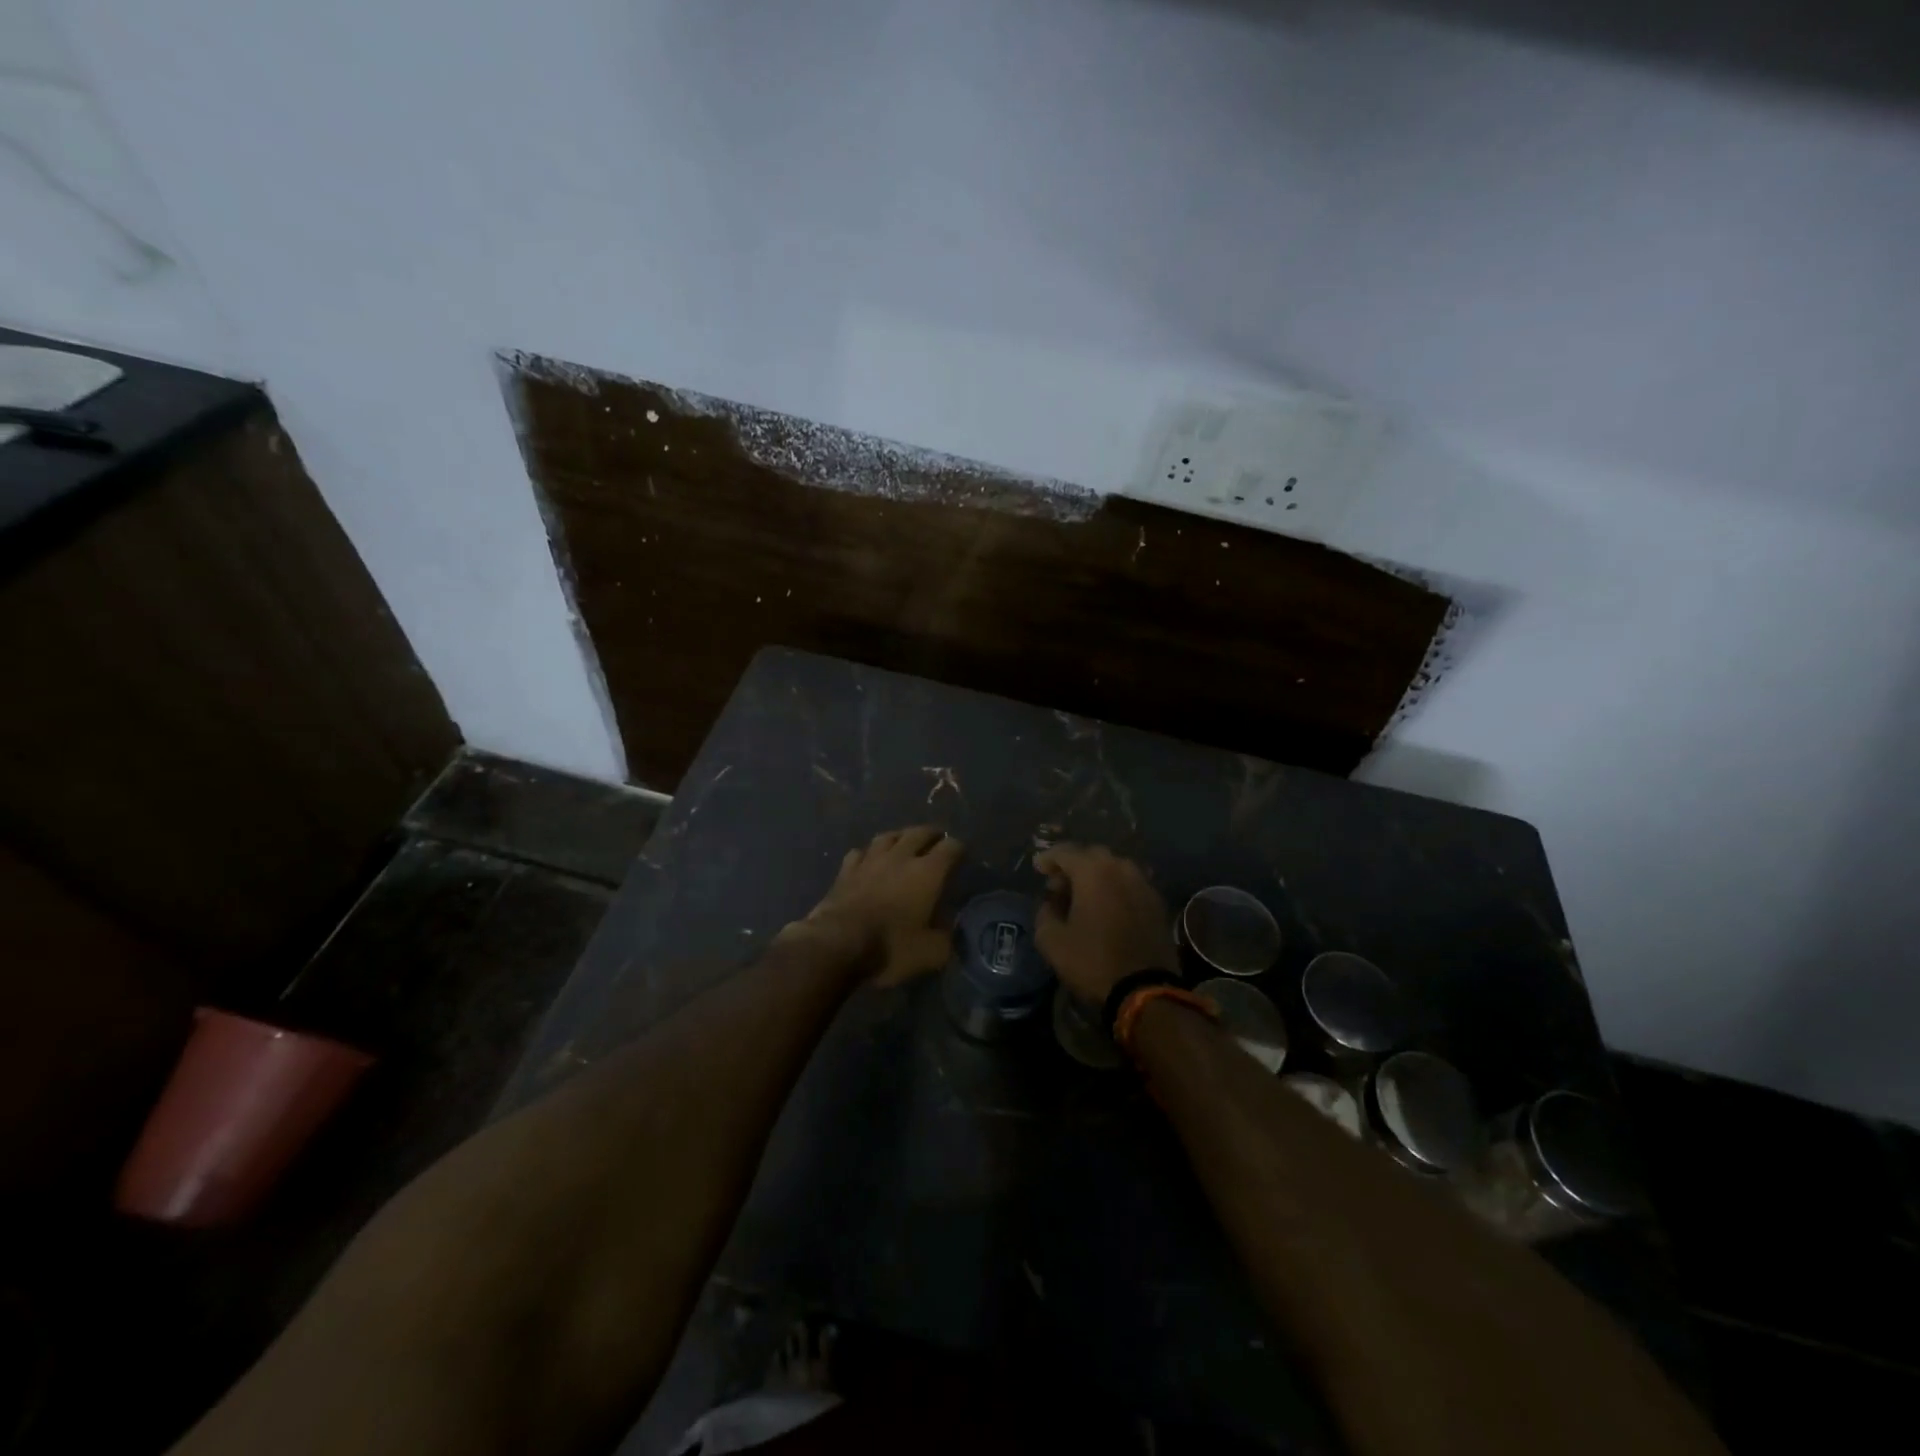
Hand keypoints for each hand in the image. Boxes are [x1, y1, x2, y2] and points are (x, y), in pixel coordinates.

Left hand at [797, 825, 964, 986]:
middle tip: (938, 839)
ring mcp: (870, 860)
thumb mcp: (930, 953)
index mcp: (927, 872)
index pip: (950, 848)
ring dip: (900, 836)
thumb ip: (946, 939)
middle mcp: (901, 857)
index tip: (962, 855)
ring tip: (905, 842)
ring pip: (888, 836)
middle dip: (932, 834)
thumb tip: (950, 932)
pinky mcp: (846, 870)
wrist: (837, 944)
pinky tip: (868, 859)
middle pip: (919, 833)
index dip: (959, 849)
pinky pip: (860, 852)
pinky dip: (868, 853)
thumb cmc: (890, 947)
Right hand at [1034, 843, 1176, 1003]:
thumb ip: (1045, 913)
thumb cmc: (1093, 961)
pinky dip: (1115, 889)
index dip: (1048, 858)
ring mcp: (1143, 884)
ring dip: (1097, 876)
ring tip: (1084, 896)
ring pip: (1115, 868)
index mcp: (1093, 871)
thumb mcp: (1051, 941)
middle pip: (1092, 855)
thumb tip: (1052, 903)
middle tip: (1059, 885)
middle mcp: (1121, 868)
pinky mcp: (1157, 903)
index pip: (1065, 852)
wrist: (1145, 990)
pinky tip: (1107, 908)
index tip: (1038, 868)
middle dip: (1073, 865)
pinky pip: (1130, 885)